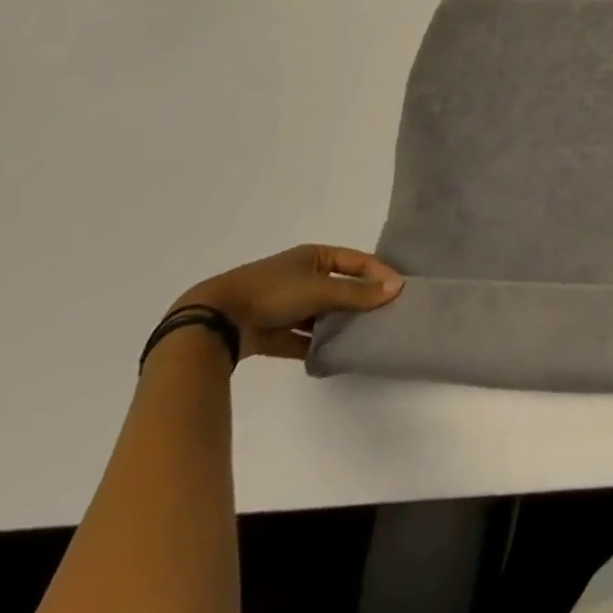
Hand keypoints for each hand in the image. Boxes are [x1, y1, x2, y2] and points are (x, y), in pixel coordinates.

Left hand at [172, 244, 402, 361]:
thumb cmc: (272, 292)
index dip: (378, 273)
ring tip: (363, 337)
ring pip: (321, 314)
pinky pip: (301, 337)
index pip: (356, 261)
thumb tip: (397, 286)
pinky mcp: (271, 332)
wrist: (214, 321)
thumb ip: (357, 292)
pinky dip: (315, 346)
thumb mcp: (319, 288)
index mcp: (314, 256)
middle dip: (360, 301)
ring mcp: (285, 304)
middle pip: (340, 287)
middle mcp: (301, 276)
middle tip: (384, 316)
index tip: (399, 291)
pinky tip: (333, 356)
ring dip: (338, 324)